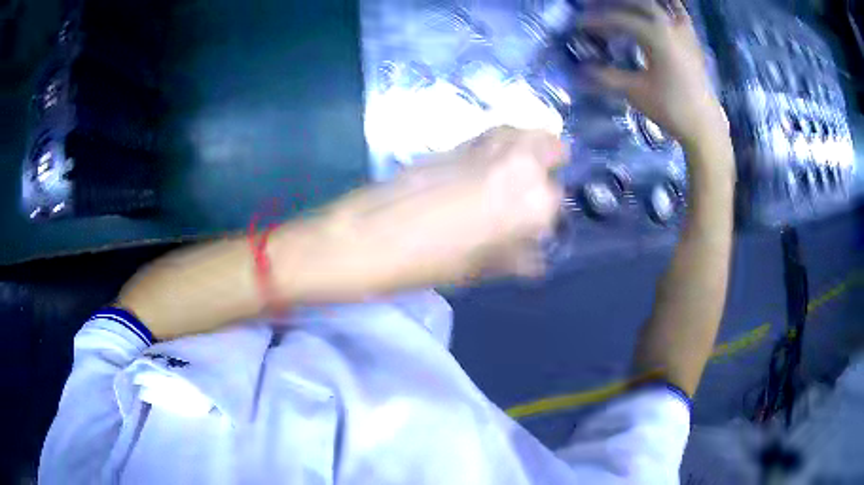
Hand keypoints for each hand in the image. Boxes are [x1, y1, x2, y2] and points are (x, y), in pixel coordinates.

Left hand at [271, 127, 565, 301]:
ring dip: (529, 150)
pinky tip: (485, 168)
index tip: (532, 228)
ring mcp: (489, 143)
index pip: (557, 202)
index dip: (545, 217)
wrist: (369, 235)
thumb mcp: (481, 269)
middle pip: (553, 148)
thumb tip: (534, 257)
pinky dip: (503, 144)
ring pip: (528, 133)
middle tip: (528, 193)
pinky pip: (497, 134)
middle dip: (549, 168)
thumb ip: (517, 258)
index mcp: (533, 202)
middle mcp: (520, 162)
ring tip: (511, 176)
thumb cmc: (429, 262)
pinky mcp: (461, 137)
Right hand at [583, 0, 728, 149]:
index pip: (619, 19)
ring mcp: (684, 31)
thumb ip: (607, 76)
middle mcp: (670, 26)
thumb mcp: (635, 92)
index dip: (596, 20)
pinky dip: (668, 5)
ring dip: (639, 3)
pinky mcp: (693, 40)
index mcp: (656, 36)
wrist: (704, 126)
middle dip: (614, 3)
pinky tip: (658, 8)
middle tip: (595, 7)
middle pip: (638, 2)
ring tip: (623, 5)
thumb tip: (579, 70)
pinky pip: (680, 13)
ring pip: (660, 4)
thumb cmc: (671, 108)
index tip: (579, 25)